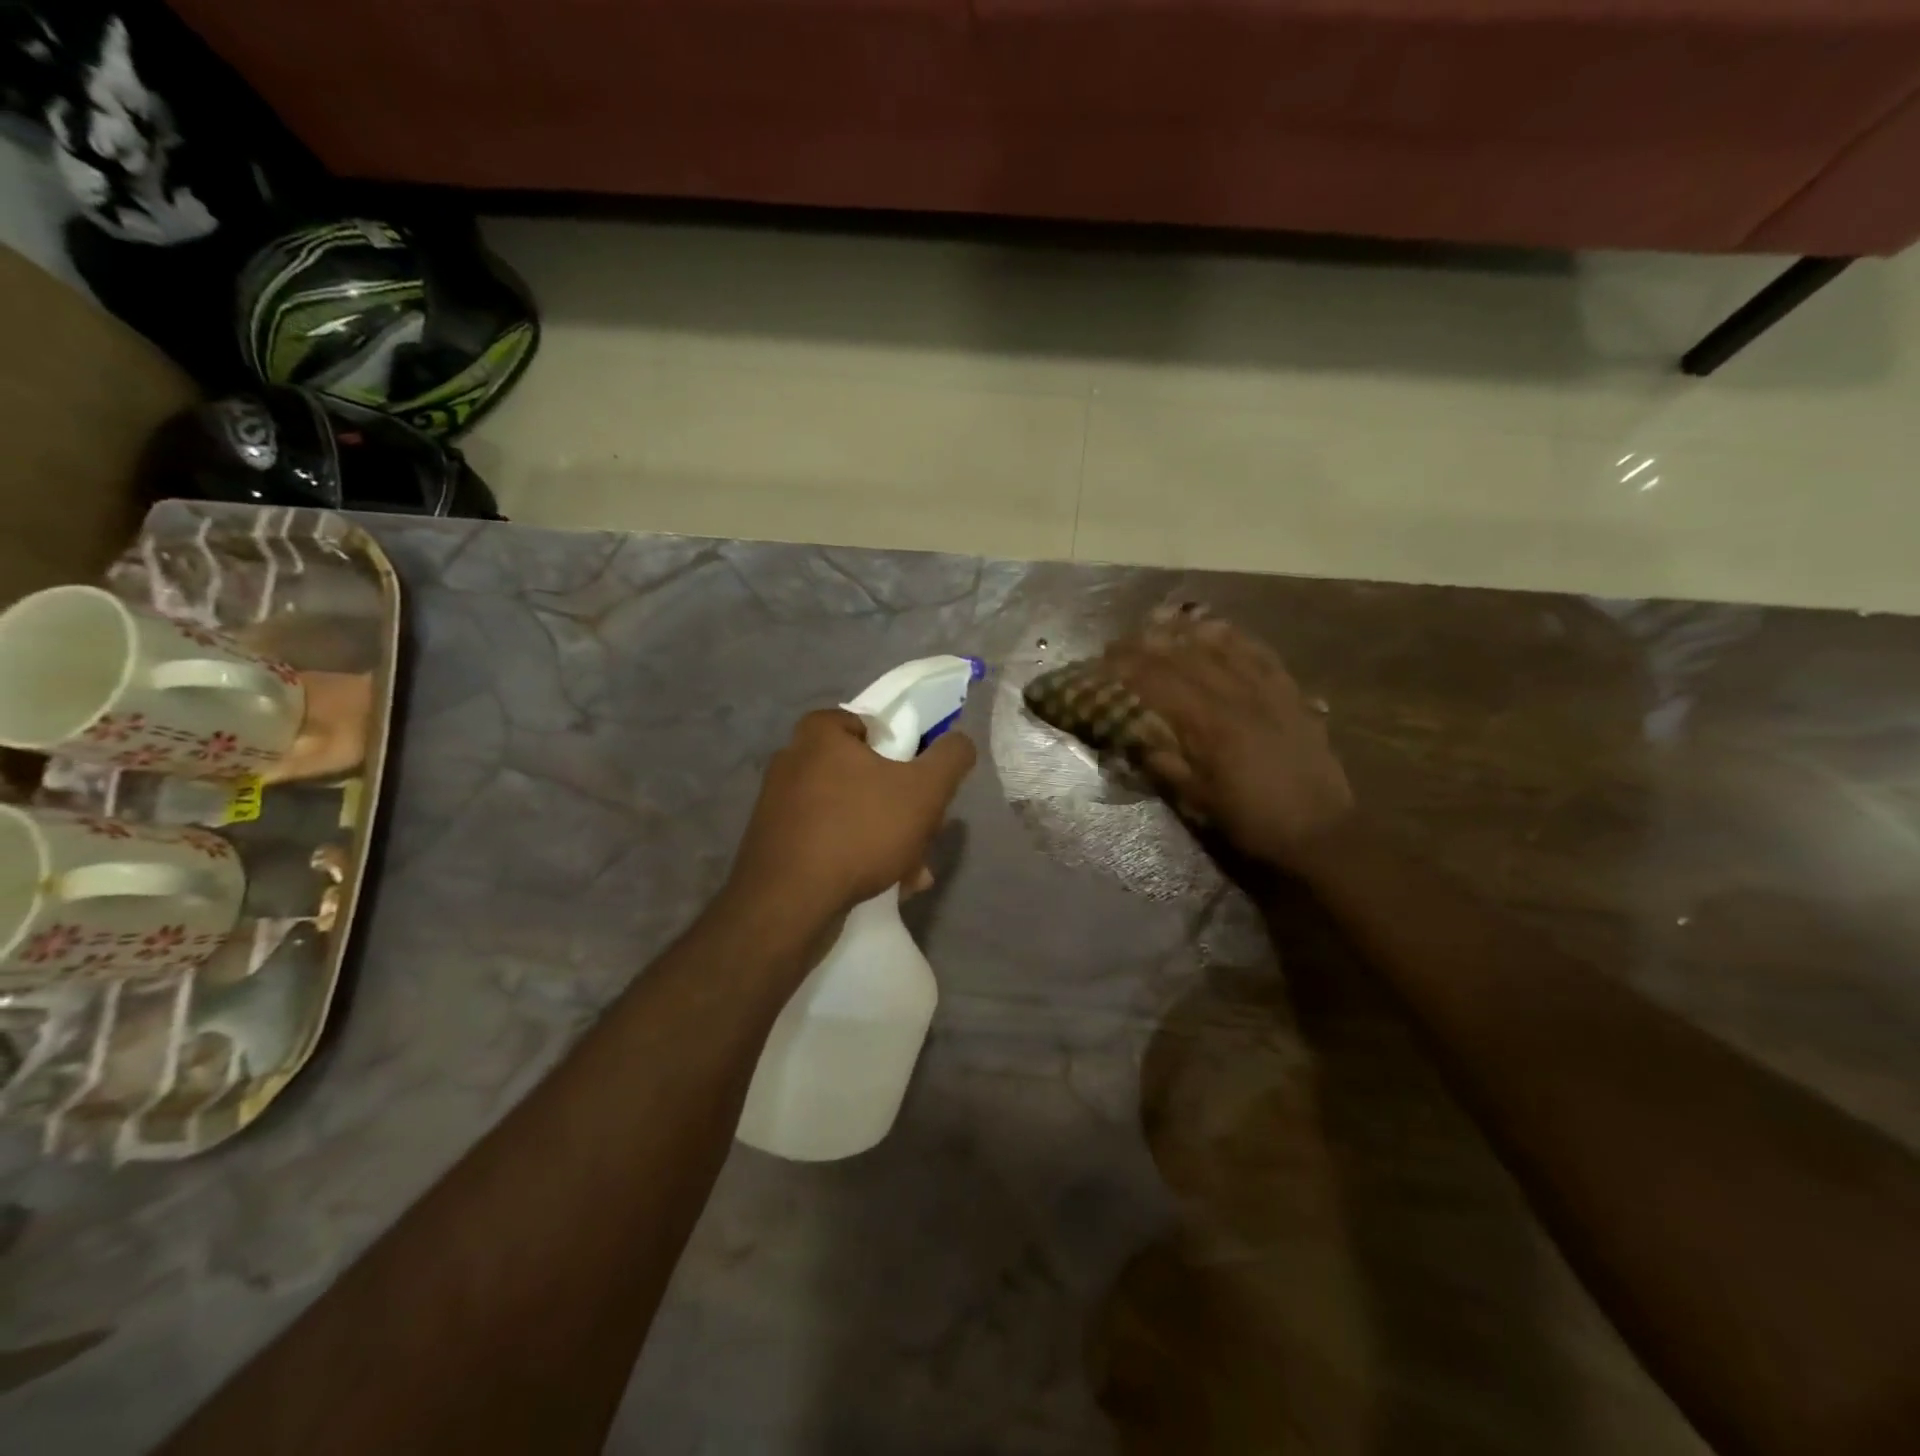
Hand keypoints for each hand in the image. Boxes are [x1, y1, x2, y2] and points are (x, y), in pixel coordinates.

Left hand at [726, 709, 976, 926]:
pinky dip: (858, 856)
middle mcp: (792, 762)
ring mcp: (779, 805)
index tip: (920, 782)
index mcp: (819, 734)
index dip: (903, 750)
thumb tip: (960, 742)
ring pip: (852, 812)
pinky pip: (829, 840)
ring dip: (888, 839)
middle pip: (865, 774)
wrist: (788, 904)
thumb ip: (950, 759)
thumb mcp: (924, 791)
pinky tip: (886, 885)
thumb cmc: (860, 831)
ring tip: (914, 872)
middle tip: (926, 834)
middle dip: (903, 808)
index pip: (870, 725)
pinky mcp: (776, 844)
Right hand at [1102, 605, 1352, 874]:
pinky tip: (1218, 628)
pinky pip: (1260, 652)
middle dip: (1147, 643)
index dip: (1126, 668)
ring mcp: (1268, 689)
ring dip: (1187, 629)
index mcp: (1209, 725)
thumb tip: (1134, 737)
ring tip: (1161, 620)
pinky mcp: (1291, 692)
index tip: (1101, 661)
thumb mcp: (1199, 800)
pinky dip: (1235, 636)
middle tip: (1120, 640)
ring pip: (1223, 645)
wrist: (1321, 831)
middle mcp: (1237, 695)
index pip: (1158, 683)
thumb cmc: (1253, 820)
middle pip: (1185, 656)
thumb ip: (1165, 764)